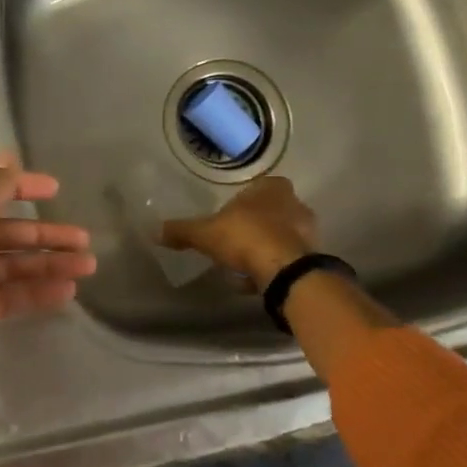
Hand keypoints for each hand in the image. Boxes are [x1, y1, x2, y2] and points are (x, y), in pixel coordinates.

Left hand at [0, 157, 94, 414]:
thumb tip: (8, 156)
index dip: (21, 187)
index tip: (57, 189)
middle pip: (5, 233)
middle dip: (44, 235)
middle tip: (85, 241)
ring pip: (10, 266)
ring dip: (46, 265)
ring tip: (86, 268)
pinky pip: (7, 296)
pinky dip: (34, 293)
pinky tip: (65, 294)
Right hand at [160, 175, 316, 290]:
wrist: (284, 270)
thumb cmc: (245, 237)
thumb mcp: (204, 233)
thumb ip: (181, 231)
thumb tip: (154, 231)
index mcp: (272, 188)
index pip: (258, 187)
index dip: (243, 201)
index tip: (228, 217)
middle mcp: (295, 203)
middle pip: (271, 212)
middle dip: (254, 225)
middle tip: (233, 240)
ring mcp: (308, 231)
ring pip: (280, 236)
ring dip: (264, 247)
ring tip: (241, 265)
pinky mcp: (312, 257)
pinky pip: (286, 258)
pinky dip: (272, 267)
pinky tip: (254, 280)